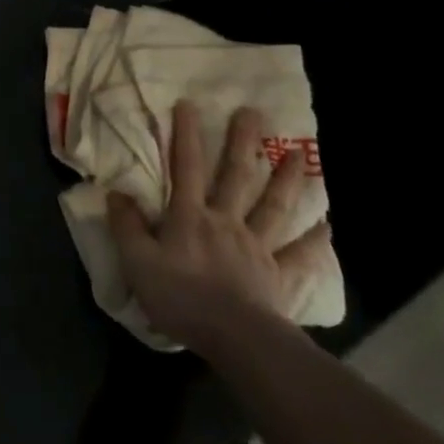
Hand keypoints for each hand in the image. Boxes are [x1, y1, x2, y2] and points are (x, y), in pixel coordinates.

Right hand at [107, 101, 331, 351]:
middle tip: (254, 113)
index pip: (184, 168)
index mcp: (190, 217)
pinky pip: (298, 256)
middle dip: (242, 143)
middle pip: (235, 177)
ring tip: (298, 152)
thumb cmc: (182, 298)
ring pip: (272, 206)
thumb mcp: (137, 261)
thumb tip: (116, 192)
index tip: (189, 104)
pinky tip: (327, 226)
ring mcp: (256, 247)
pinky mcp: (278, 276)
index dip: (185, 135)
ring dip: (285, 179)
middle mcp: (225, 222)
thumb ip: (126, 226)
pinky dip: (314, 241)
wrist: (236, 339)